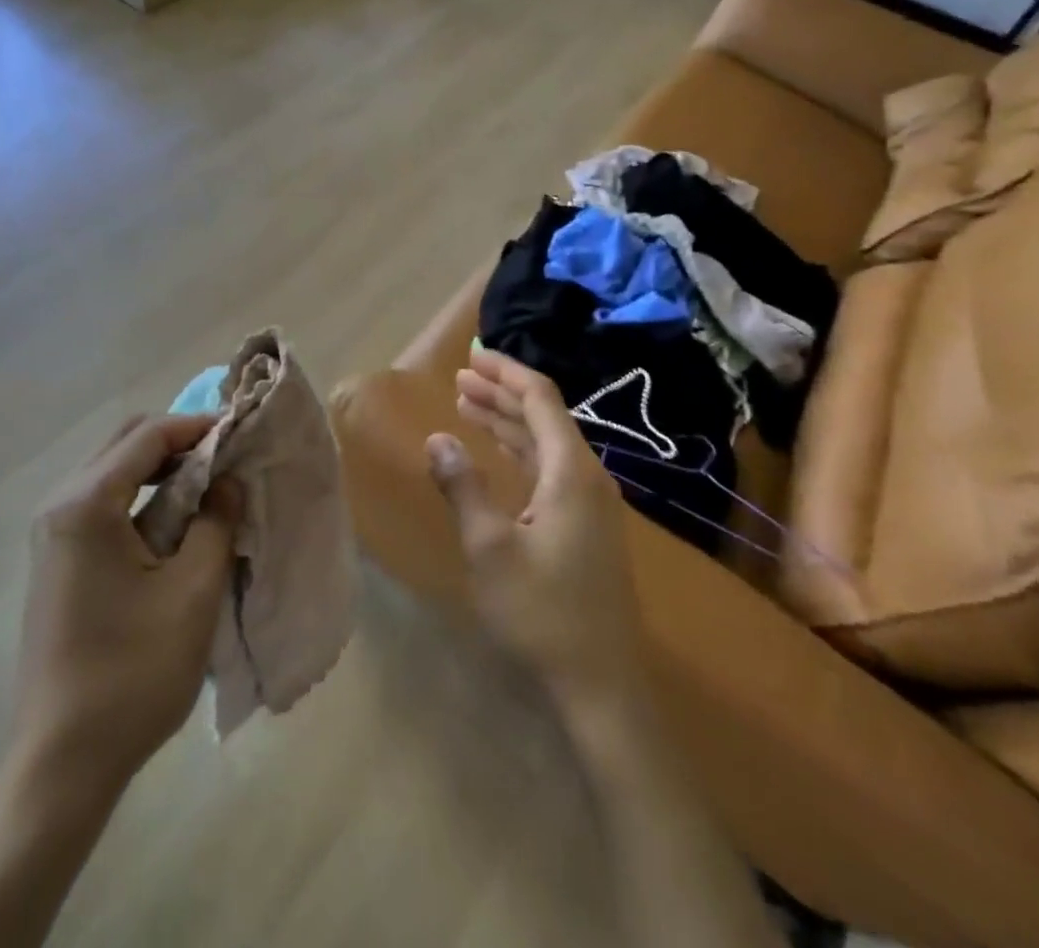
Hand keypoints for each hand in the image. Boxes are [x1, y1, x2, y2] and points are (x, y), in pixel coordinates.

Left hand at [11, 415, 241, 799]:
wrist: (63, 762)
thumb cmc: (133, 673)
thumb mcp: (193, 591)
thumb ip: (216, 521)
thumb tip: (226, 481)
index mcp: (86, 505)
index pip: (148, 435)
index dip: (198, 426)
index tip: (241, 433)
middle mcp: (60, 506)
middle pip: (125, 443)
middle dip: (178, 441)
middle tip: (226, 458)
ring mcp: (53, 534)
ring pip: (113, 470)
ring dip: (161, 468)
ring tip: (209, 487)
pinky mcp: (57, 559)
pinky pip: (104, 503)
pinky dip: (143, 496)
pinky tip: (176, 522)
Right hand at [428, 350, 647, 710]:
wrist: (601, 684)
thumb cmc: (543, 612)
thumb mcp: (490, 548)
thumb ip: (464, 487)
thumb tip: (437, 438)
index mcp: (571, 471)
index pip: (540, 398)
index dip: (506, 372)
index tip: (471, 355)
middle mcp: (587, 476)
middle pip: (544, 415)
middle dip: (501, 392)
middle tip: (459, 377)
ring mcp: (591, 502)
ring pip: (546, 442)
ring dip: (508, 420)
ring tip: (467, 403)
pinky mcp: (586, 525)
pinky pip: (550, 468)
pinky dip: (520, 450)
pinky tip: (497, 451)